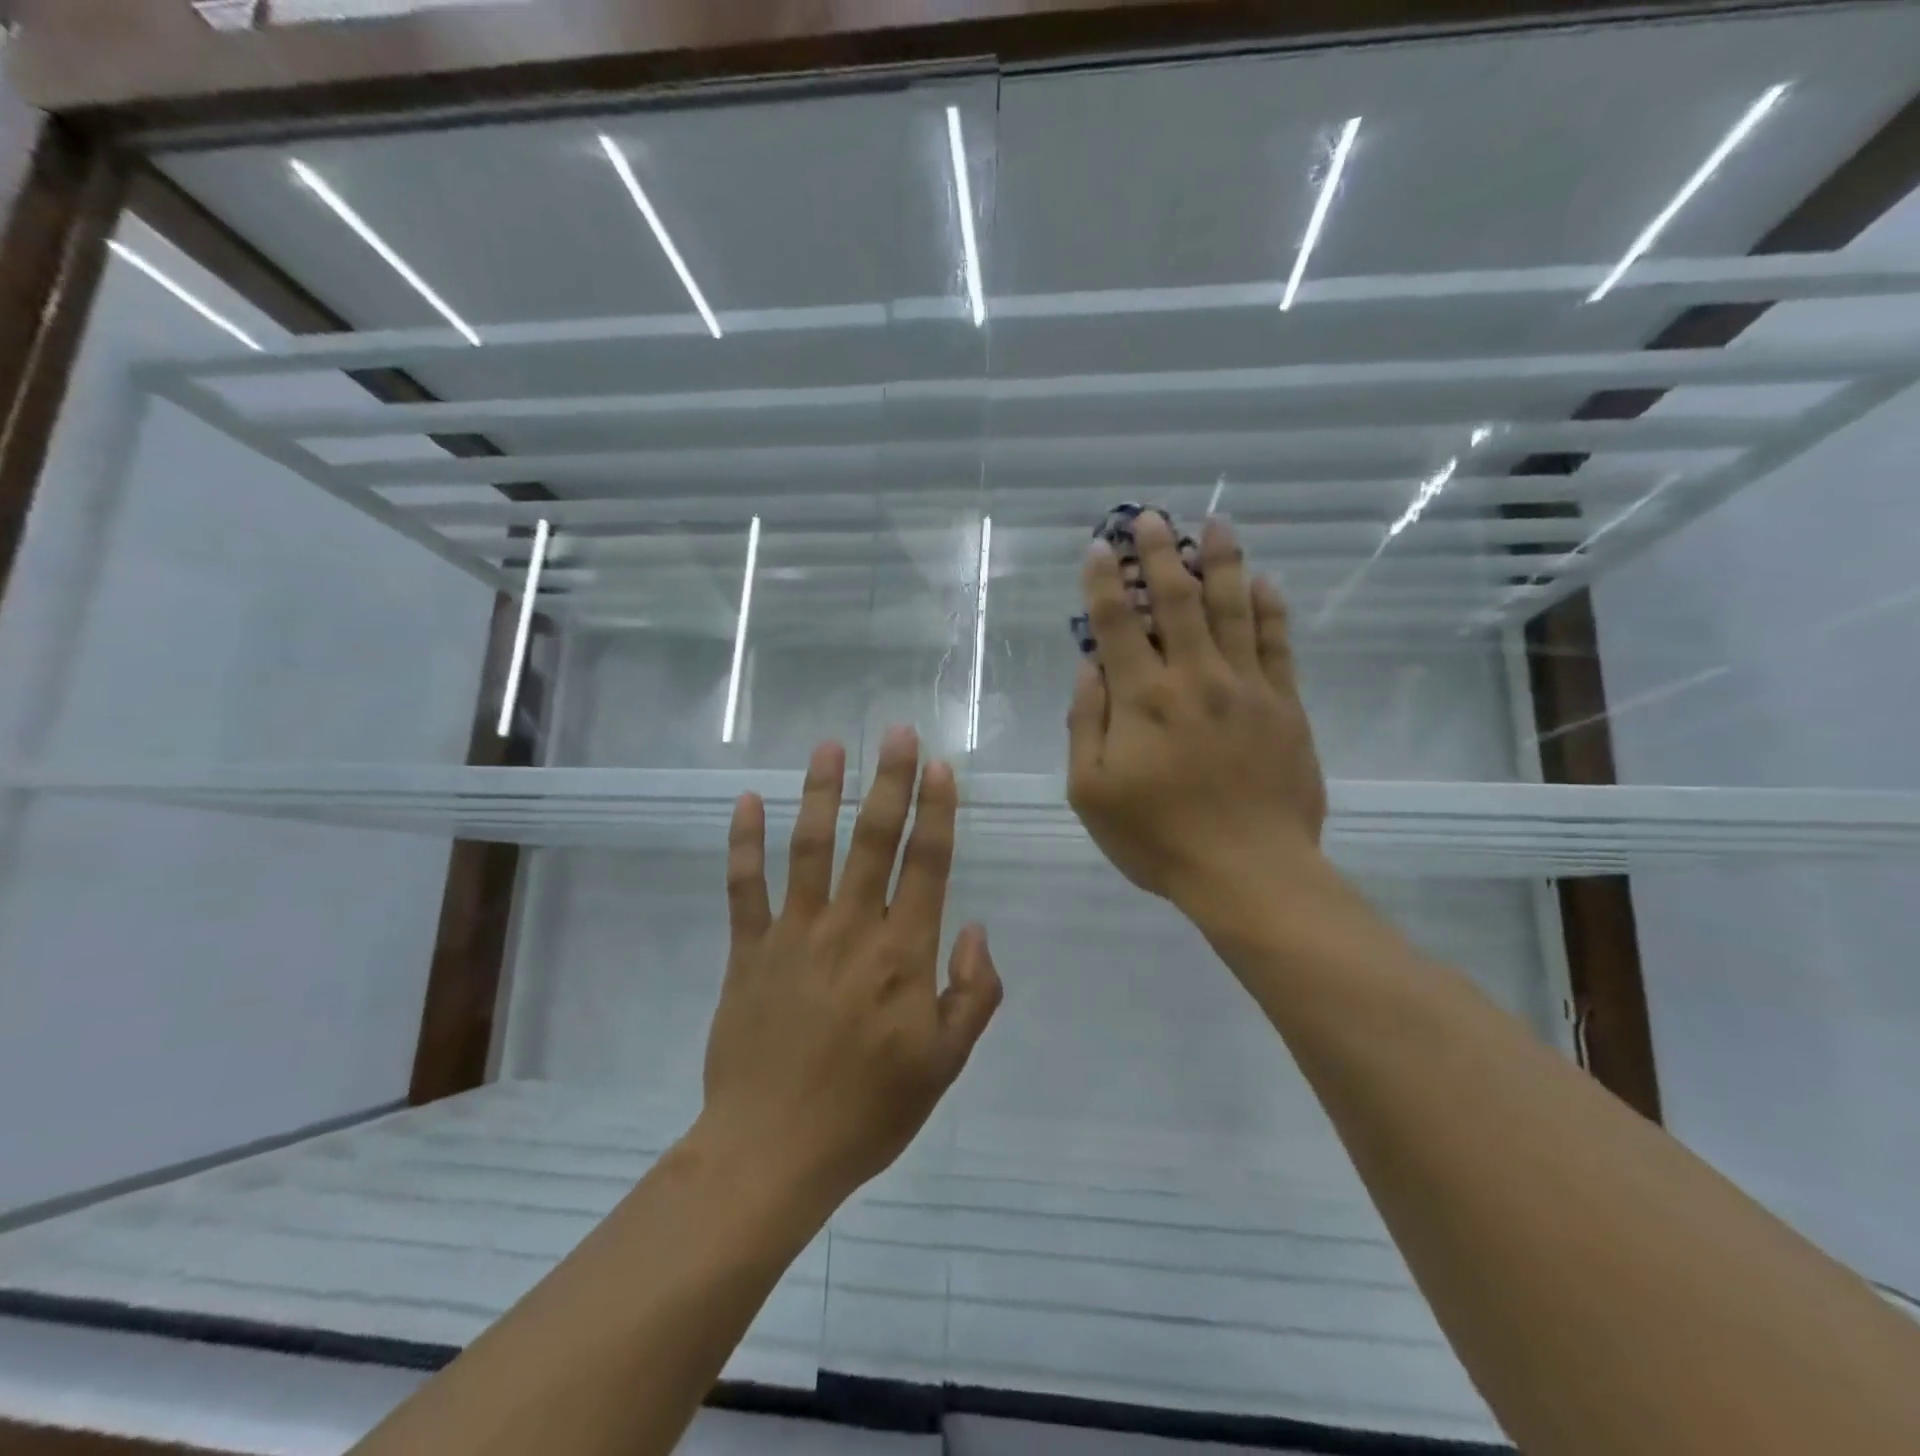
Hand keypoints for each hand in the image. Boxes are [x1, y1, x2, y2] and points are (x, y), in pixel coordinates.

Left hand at [697, 728, 1002, 1208]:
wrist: (772, 1152)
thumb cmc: (868, 1111)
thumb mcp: (945, 1064)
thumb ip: (973, 994)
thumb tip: (975, 929)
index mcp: (902, 954)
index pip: (927, 864)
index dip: (937, 811)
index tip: (941, 767)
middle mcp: (850, 928)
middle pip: (874, 839)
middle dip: (890, 780)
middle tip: (897, 732)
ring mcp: (794, 934)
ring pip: (810, 847)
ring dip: (820, 792)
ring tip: (830, 747)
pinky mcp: (749, 951)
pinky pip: (744, 887)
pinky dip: (744, 843)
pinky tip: (745, 801)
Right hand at [1066, 512, 1328, 928]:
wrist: (1249, 872)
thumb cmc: (1157, 838)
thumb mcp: (1091, 793)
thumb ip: (1085, 725)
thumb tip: (1090, 670)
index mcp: (1142, 700)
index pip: (1116, 624)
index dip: (1103, 581)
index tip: (1098, 547)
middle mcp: (1193, 678)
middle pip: (1176, 600)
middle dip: (1159, 553)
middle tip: (1150, 516)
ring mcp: (1246, 688)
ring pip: (1233, 608)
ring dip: (1221, 562)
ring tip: (1216, 524)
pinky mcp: (1285, 706)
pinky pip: (1277, 645)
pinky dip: (1270, 610)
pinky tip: (1265, 582)